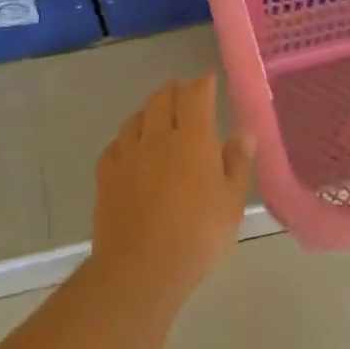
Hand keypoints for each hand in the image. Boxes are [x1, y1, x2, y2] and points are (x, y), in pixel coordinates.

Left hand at [92, 76, 252, 299]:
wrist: (142, 267)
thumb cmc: (199, 235)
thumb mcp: (232, 202)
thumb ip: (237, 163)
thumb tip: (243, 134)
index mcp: (193, 139)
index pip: (196, 96)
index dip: (203, 84)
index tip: (208, 81)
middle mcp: (156, 137)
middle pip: (161, 99)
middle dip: (175, 91)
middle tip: (185, 96)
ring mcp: (126, 155)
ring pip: (135, 118)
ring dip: (149, 112)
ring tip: (158, 120)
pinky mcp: (105, 176)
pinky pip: (115, 145)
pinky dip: (127, 140)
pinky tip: (132, 151)